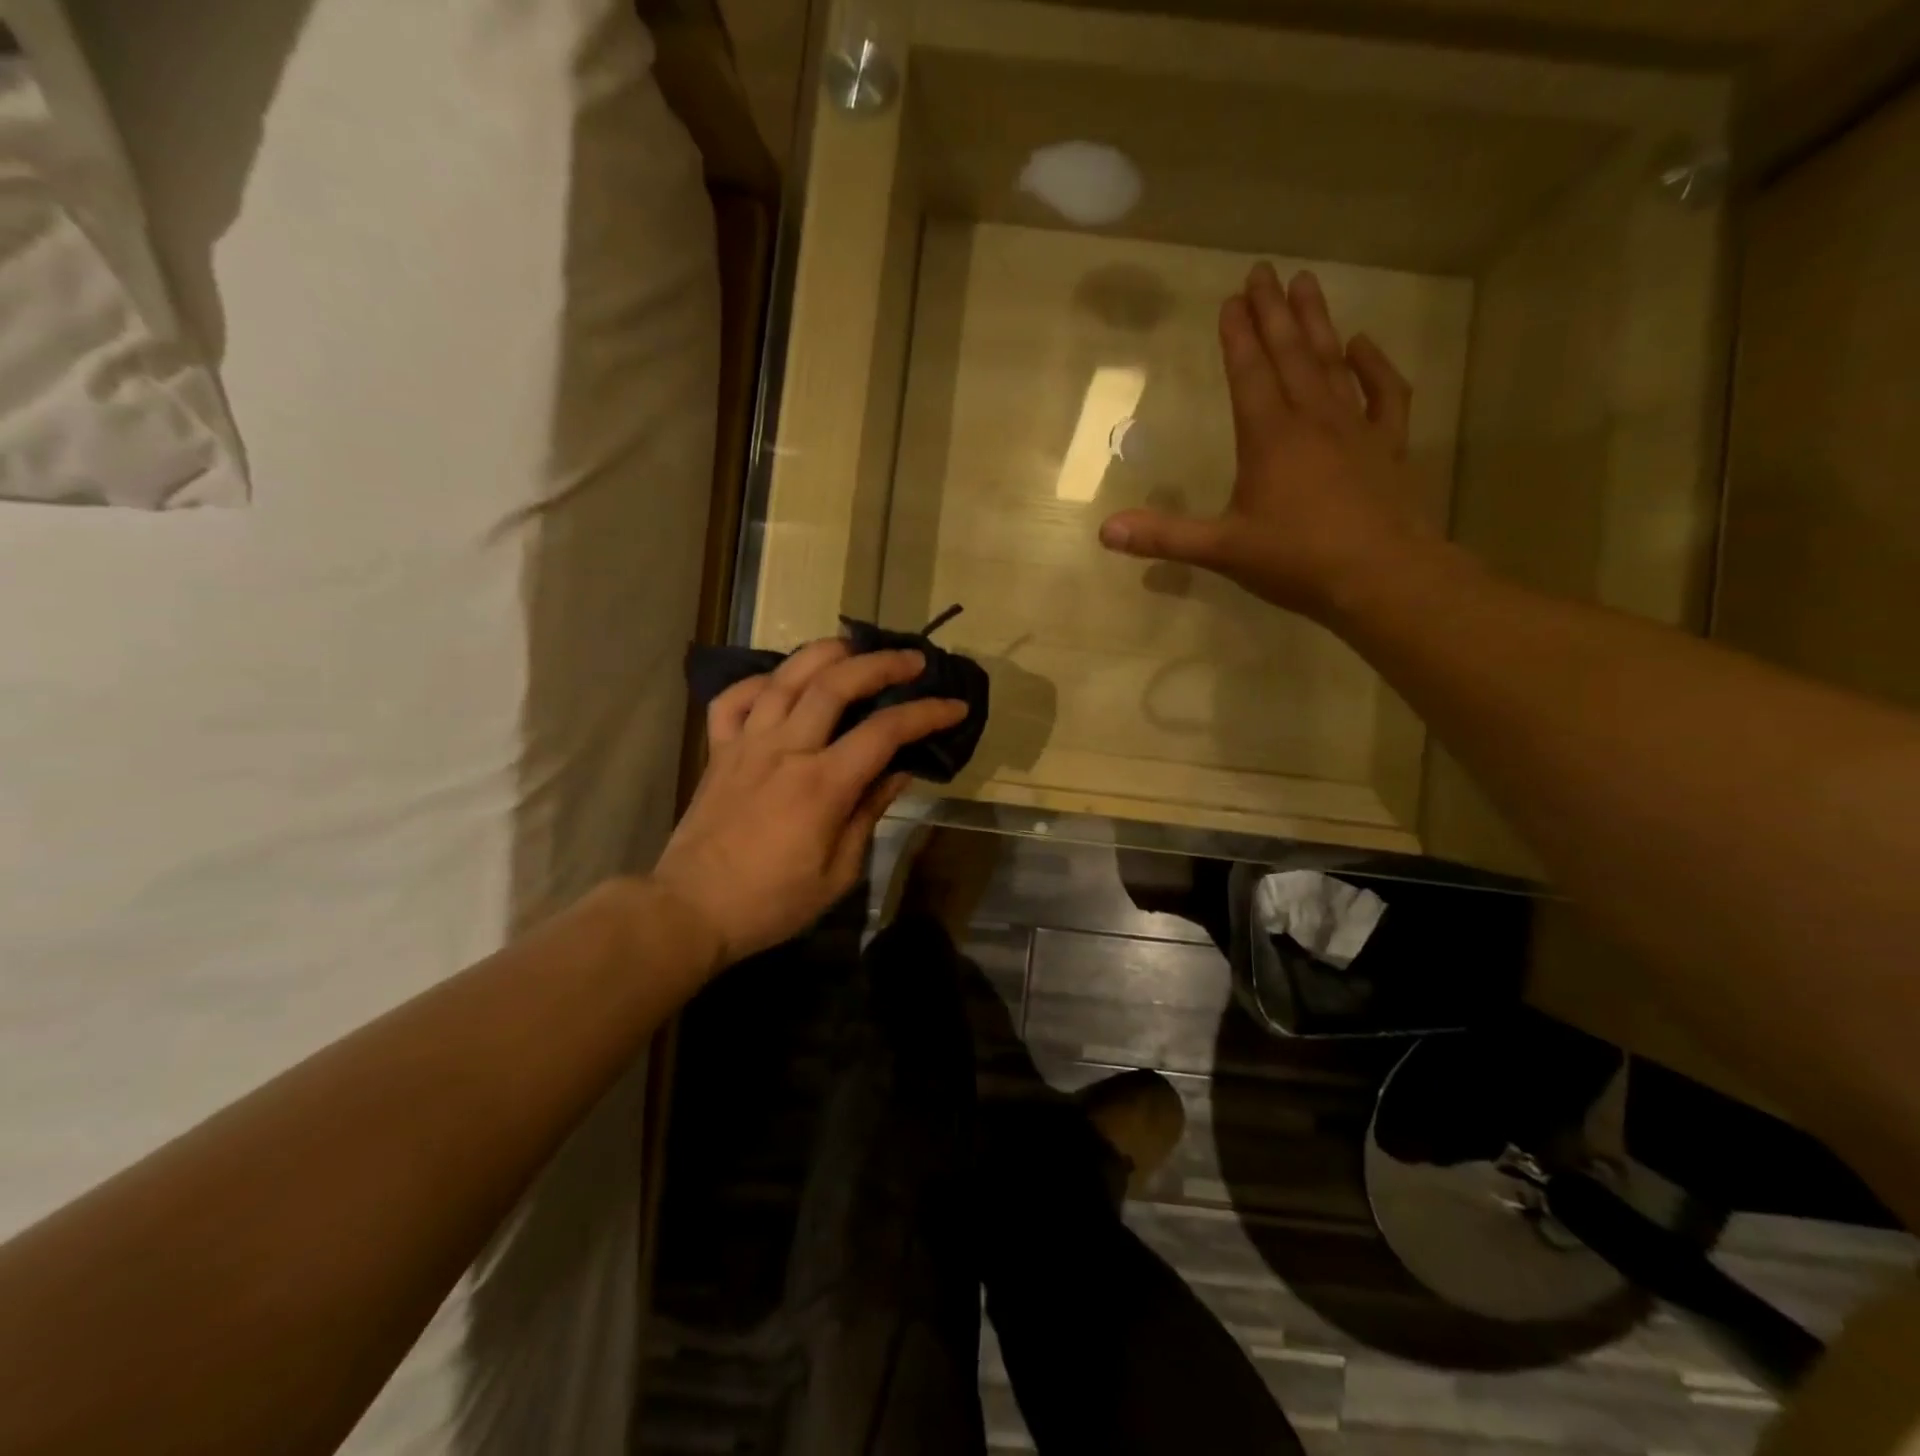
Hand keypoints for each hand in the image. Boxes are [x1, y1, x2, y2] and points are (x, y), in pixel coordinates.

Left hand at [650, 638, 967, 969]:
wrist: (691, 910)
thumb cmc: (773, 901)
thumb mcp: (838, 872)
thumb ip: (868, 813)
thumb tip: (899, 772)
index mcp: (821, 785)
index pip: (884, 732)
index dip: (925, 714)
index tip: (954, 706)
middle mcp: (785, 750)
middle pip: (835, 684)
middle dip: (880, 663)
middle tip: (911, 660)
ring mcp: (746, 745)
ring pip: (785, 678)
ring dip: (824, 654)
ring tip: (852, 647)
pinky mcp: (718, 751)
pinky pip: (734, 699)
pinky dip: (759, 681)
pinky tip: (781, 683)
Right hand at [1098, 262, 1433, 620]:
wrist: (1383, 577)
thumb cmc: (1297, 560)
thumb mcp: (1222, 551)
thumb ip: (1164, 537)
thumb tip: (1105, 531)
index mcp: (1269, 439)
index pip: (1249, 375)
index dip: (1238, 337)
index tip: (1231, 299)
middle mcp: (1312, 421)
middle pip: (1290, 355)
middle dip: (1274, 312)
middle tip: (1264, 270)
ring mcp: (1355, 429)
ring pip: (1332, 363)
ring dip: (1318, 322)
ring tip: (1306, 283)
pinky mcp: (1388, 446)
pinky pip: (1385, 394)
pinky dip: (1374, 366)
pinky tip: (1362, 345)